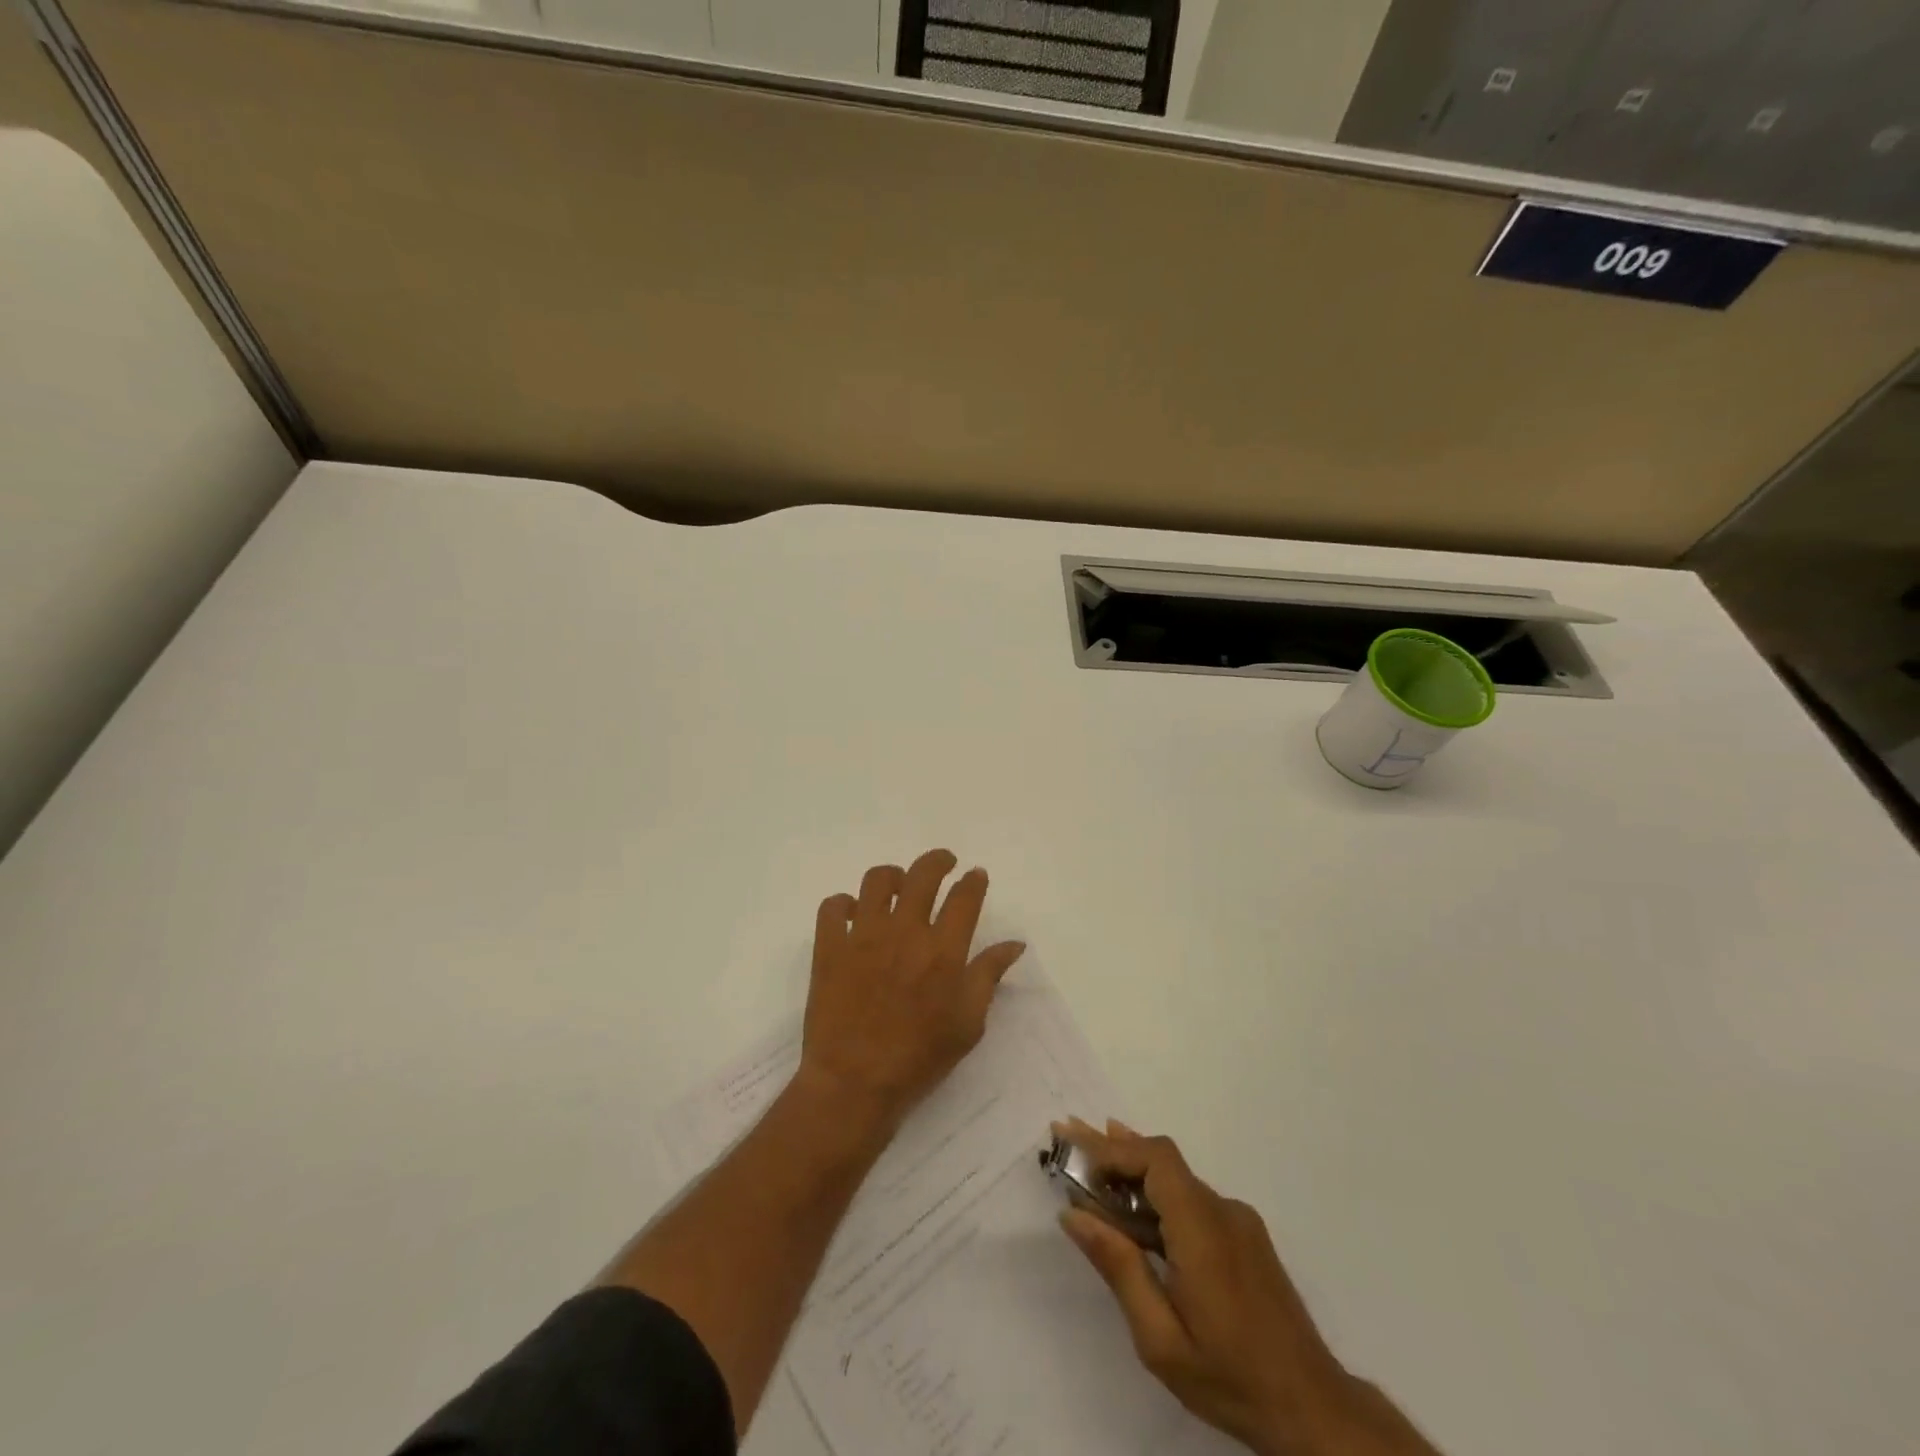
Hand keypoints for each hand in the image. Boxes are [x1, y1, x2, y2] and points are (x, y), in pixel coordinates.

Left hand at [799, 850, 1025, 1134]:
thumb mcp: (968, 1024)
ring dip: (892, 876)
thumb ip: (989, 976)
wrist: (854, 1084)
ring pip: (876, 880)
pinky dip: (843, 904)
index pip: (964, 897)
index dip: (973, 881)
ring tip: (898, 886)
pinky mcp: (829, 948)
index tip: (976, 875)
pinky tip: (853, 915)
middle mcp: (904, 932)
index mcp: (943, 950)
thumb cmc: (919, 1058)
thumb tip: (1014, 944)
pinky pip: (832, 907)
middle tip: (944, 863)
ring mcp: (863, 936)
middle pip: (922, 875)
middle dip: (938, 861)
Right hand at [1054, 1119, 1434, 1455]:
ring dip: (1131, 1169)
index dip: (1112, 1148)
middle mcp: (1222, 1210)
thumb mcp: (1161, 1338)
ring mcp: (1238, 1221)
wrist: (1314, 1410)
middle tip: (1067, 1134)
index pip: (1155, 1159)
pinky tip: (1133, 1204)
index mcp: (1202, 1229)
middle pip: (1161, 1160)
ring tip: (1089, 1158)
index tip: (1073, 1147)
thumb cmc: (1230, 1377)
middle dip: (1111, 1148)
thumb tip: (1074, 1214)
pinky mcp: (1245, 1236)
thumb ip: (1119, 1268)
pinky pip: (1192, 1198)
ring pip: (1176, 1178)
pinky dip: (1155, 1193)